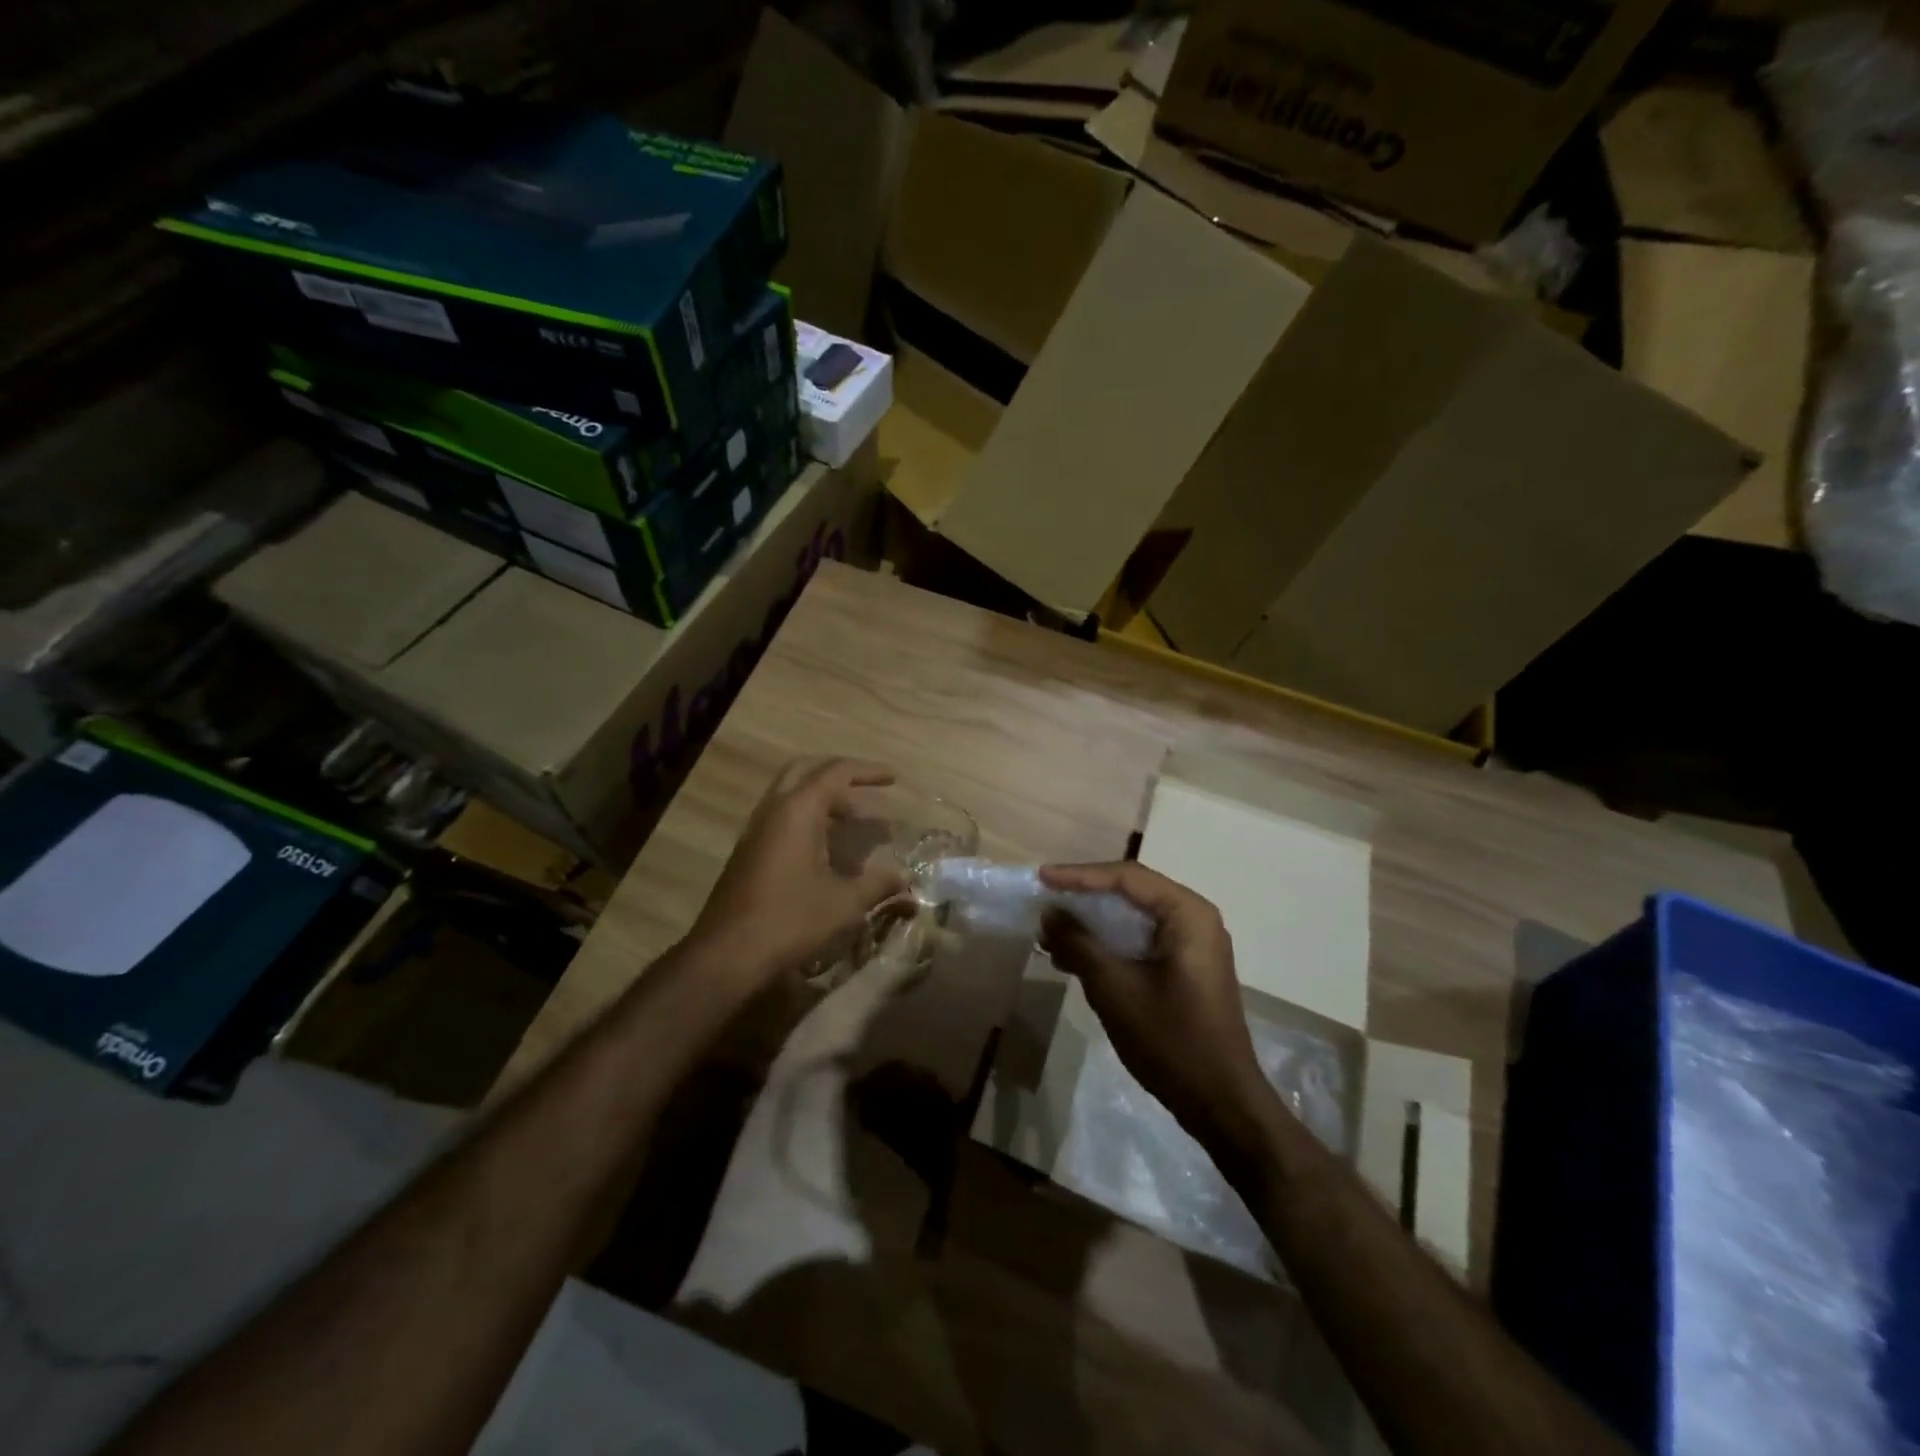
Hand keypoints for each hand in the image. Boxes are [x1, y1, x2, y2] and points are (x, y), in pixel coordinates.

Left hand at [691, 758, 908, 978]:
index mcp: (798, 811)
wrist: (727, 955)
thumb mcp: (844, 903)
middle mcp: (773, 810)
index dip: (868, 772)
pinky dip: (809, 820)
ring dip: (824, 801)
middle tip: (867, 791)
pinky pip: (782, 819)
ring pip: (792, 796)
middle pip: (807, 772)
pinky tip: (828, 850)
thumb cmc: (789, 920)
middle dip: (840, 776)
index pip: (836, 772)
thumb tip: (905, 876)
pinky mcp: (749, 852)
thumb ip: (878, 884)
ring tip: (855, 822)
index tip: (894, 779)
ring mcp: (756, 831)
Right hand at [1040, 862, 1275, 1158]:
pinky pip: (1140, 939)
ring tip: (1050, 931)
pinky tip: (1074, 956)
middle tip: (1044, 898)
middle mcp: (1194, 918)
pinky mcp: (1185, 966)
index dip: (1079, 875)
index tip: (1041, 878)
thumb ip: (1079, 944)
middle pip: (1130, 891)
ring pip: (1132, 917)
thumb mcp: (1115, 989)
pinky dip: (1107, 943)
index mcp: (1188, 914)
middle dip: (1084, 897)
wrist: (1221, 1103)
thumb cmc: (1171, 1040)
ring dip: (1092, 923)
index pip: (1126, 877)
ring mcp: (1192, 943)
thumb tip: (1049, 913)